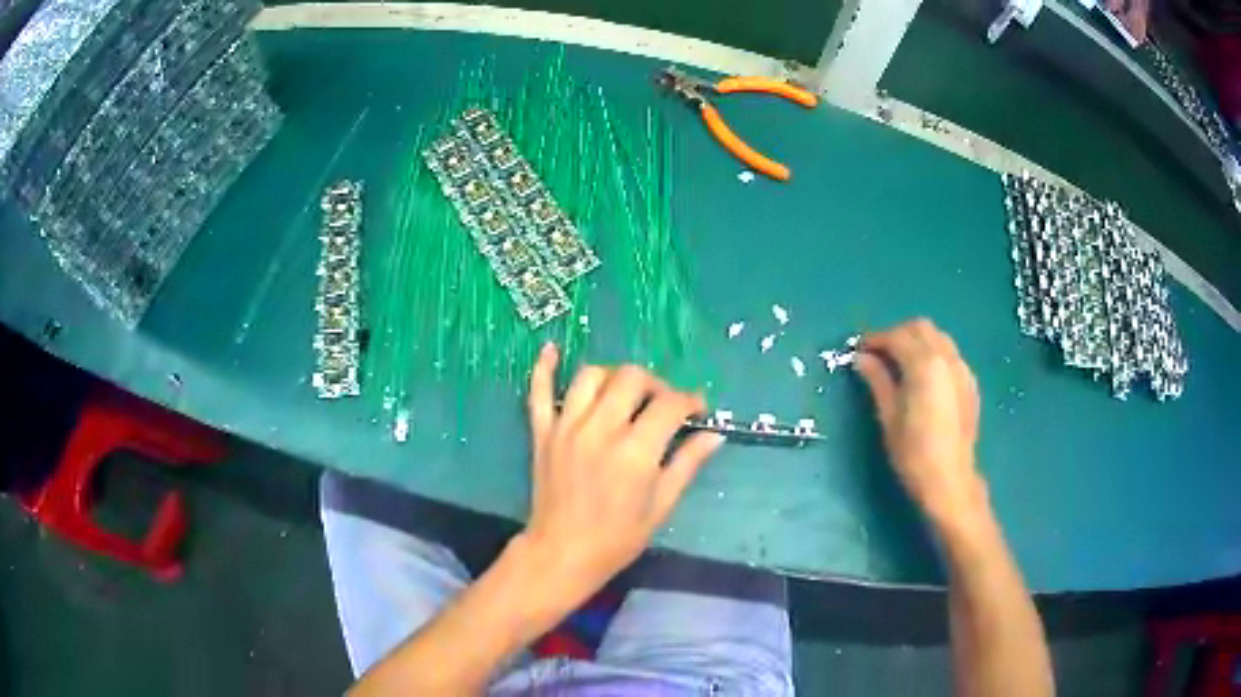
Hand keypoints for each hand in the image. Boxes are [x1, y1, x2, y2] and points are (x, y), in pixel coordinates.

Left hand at [518, 343, 723, 602]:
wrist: (561, 554)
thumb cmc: (617, 539)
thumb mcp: (660, 507)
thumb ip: (686, 465)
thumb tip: (714, 435)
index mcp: (634, 452)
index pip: (669, 405)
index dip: (689, 401)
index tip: (697, 409)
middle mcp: (600, 430)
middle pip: (631, 378)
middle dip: (655, 384)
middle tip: (662, 404)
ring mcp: (566, 428)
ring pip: (590, 377)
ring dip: (614, 377)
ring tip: (625, 393)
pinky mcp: (542, 433)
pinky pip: (538, 392)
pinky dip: (544, 368)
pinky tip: (553, 348)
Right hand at [854, 319, 986, 530]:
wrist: (950, 481)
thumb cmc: (913, 454)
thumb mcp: (889, 417)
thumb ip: (877, 380)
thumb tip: (861, 358)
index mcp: (924, 364)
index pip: (897, 337)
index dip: (875, 339)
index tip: (859, 349)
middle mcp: (947, 358)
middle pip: (920, 328)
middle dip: (898, 334)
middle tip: (879, 354)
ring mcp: (963, 369)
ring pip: (938, 338)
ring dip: (917, 342)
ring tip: (900, 364)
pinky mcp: (971, 384)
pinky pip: (950, 356)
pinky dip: (934, 355)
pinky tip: (924, 379)